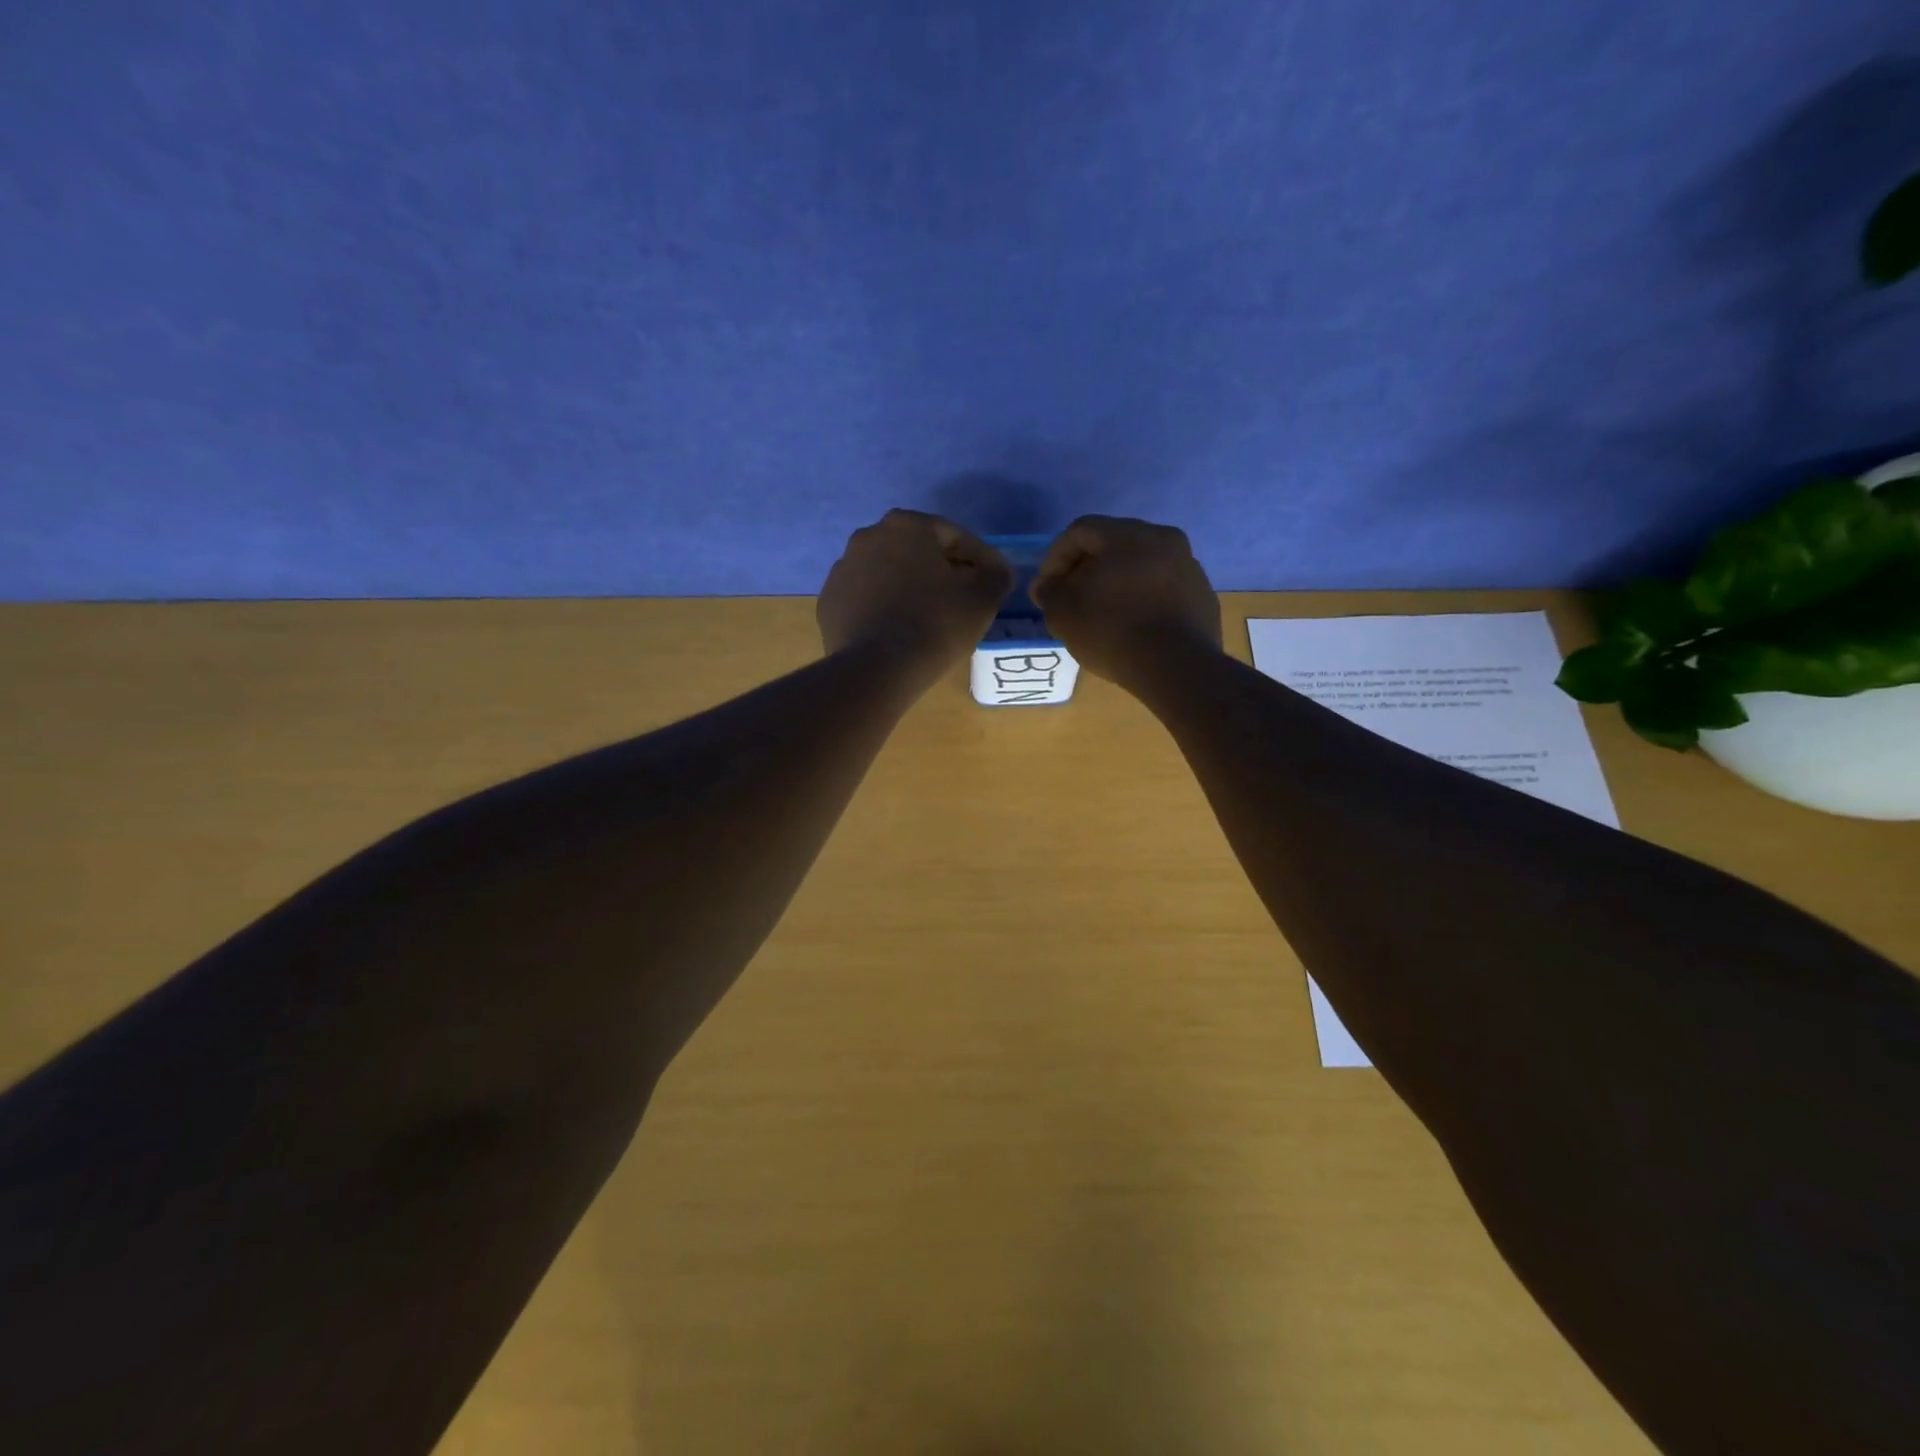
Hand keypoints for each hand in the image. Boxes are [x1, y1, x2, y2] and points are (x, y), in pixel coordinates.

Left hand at [818, 509, 1012, 681]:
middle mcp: (868, 536)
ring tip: (929, 617)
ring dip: (910, 587)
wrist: (876, 669)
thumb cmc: (936, 625)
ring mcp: (842, 569)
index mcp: (907, 525)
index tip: (993, 581)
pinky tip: (898, 630)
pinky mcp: (829, 601)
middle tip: (962, 598)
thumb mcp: (982, 599)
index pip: (954, 536)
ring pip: (888, 573)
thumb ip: (996, 576)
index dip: (979, 559)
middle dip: (941, 570)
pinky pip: (866, 598)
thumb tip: (996, 571)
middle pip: (917, 551)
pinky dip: (884, 607)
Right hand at [1030, 515, 1221, 686]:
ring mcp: (1189, 567)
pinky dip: (1143, 599)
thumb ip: (1049, 593)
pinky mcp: (1203, 595)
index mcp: (1128, 534)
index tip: (1048, 588)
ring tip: (1103, 613)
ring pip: (1142, 565)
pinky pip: (1163, 588)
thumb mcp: (1064, 614)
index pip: (1081, 530)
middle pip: (1114, 544)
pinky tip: (1133, 626)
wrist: (1177, 668)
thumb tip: (1045, 586)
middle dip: (1088, 568)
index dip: (1056, 557)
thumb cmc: (1113, 631)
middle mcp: (1164, 539)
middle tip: (1072, 598)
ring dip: (1117, 583)